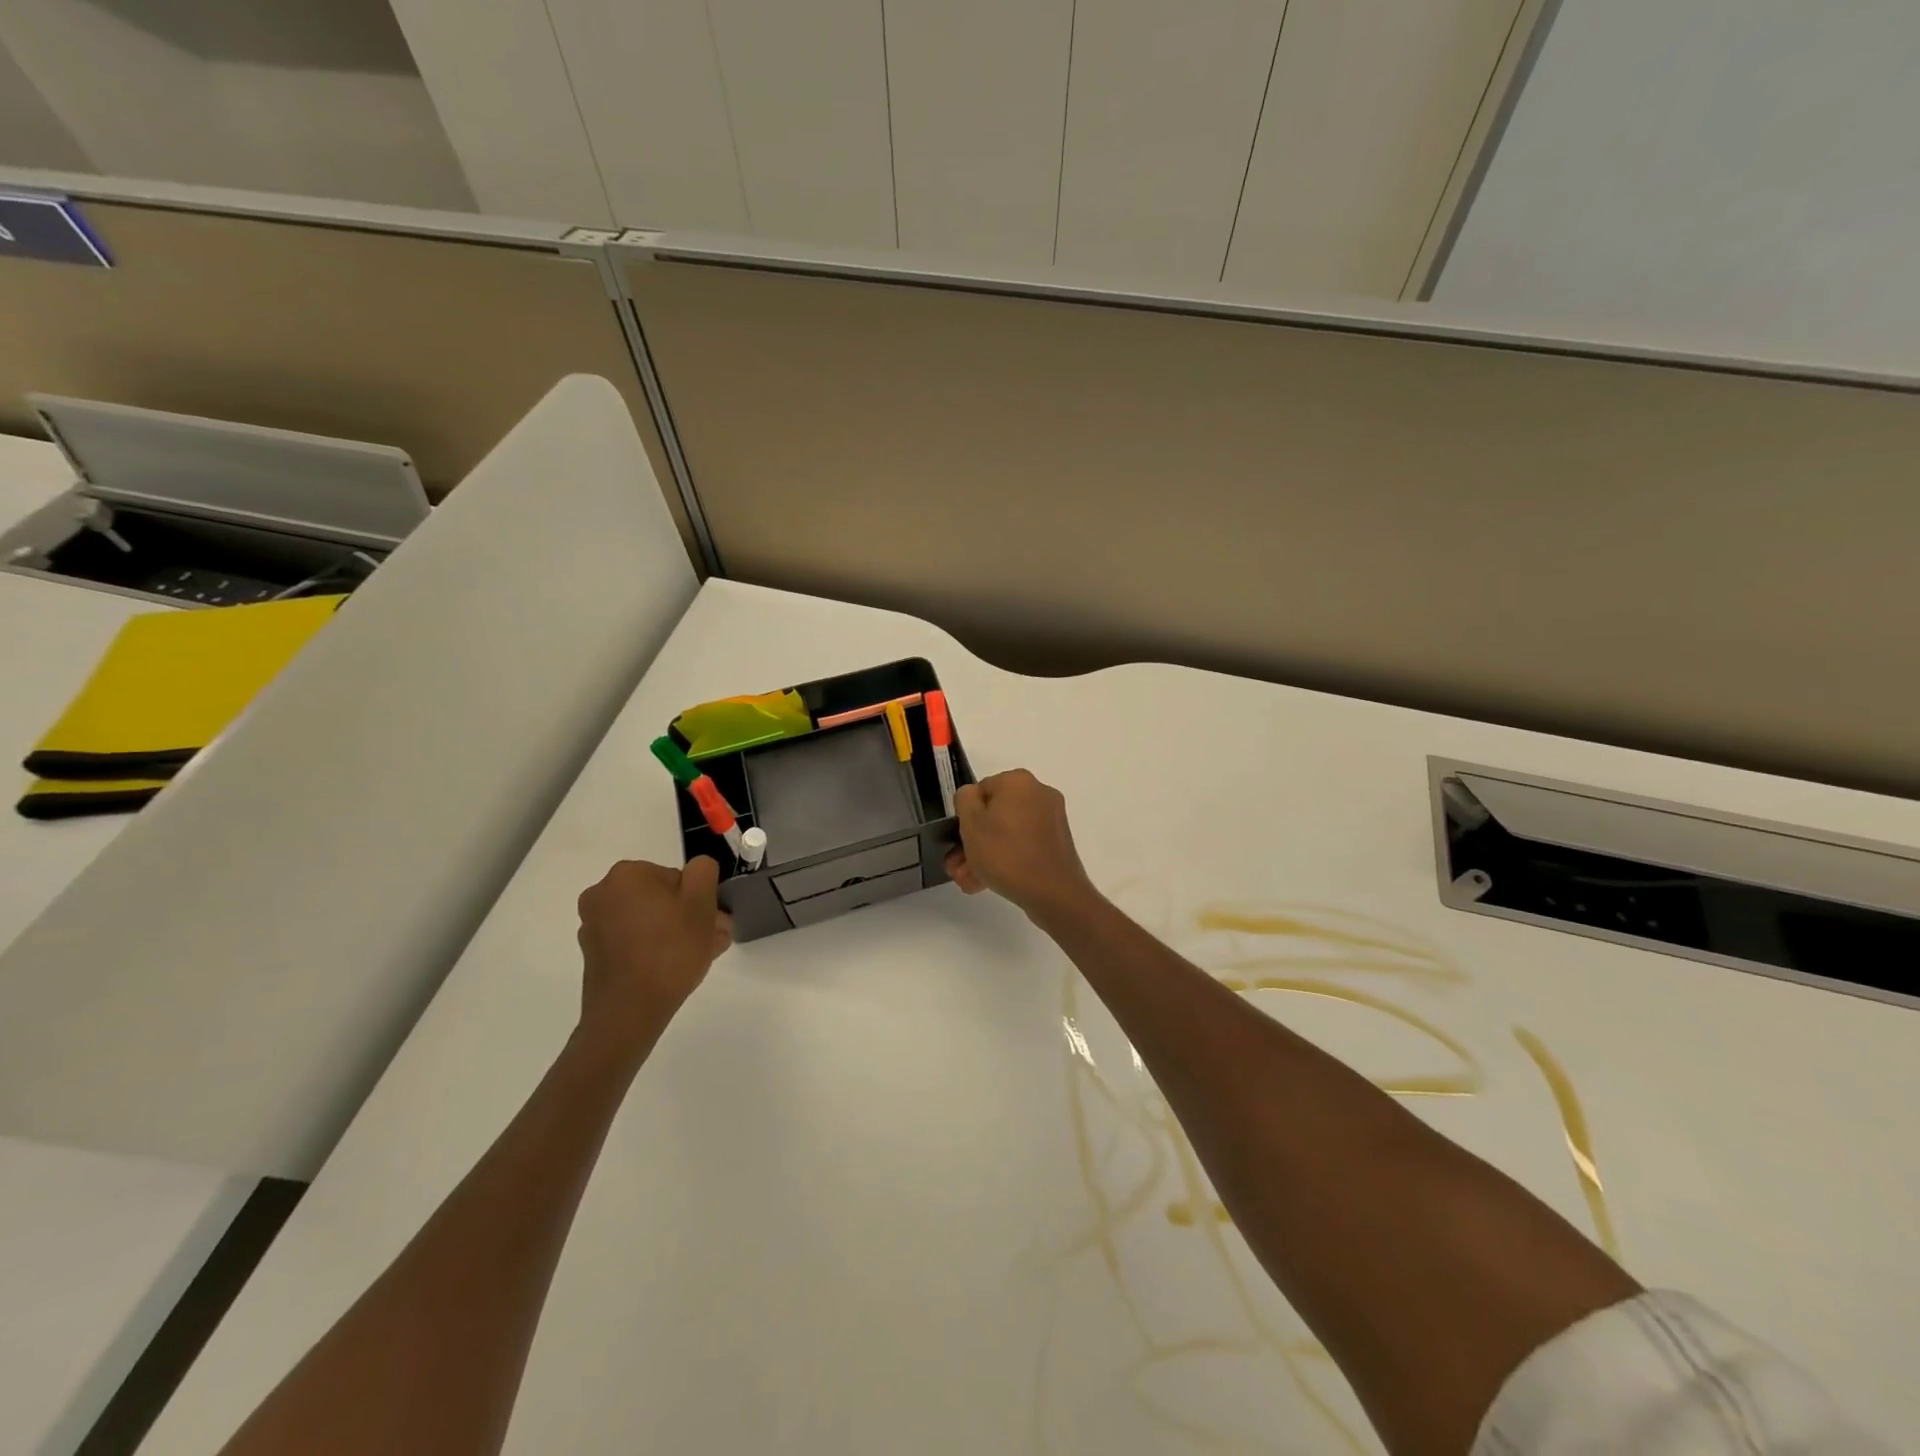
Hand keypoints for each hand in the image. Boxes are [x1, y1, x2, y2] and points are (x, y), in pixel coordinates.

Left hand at [575, 857, 731, 1056]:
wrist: (629, 1011)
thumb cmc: (670, 949)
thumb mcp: (702, 901)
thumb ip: (703, 871)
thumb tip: (696, 870)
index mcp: (626, 874)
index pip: (677, 876)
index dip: (698, 898)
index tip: (712, 921)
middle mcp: (602, 894)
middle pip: (660, 899)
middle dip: (689, 917)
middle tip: (713, 940)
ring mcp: (594, 926)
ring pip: (649, 921)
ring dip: (676, 933)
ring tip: (700, 957)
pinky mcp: (594, 954)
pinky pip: (634, 942)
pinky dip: (654, 949)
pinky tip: (674, 969)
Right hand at [945, 769, 1099, 925]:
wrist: (1053, 893)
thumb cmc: (1006, 854)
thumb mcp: (971, 823)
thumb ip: (964, 799)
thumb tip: (972, 797)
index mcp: (1018, 781)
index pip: (979, 791)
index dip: (965, 818)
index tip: (958, 842)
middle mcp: (1038, 793)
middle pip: (994, 814)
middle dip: (972, 842)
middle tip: (958, 867)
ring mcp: (1051, 818)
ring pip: (1007, 833)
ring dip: (984, 855)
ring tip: (969, 881)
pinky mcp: (1057, 842)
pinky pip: (1023, 844)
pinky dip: (1005, 859)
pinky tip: (986, 883)